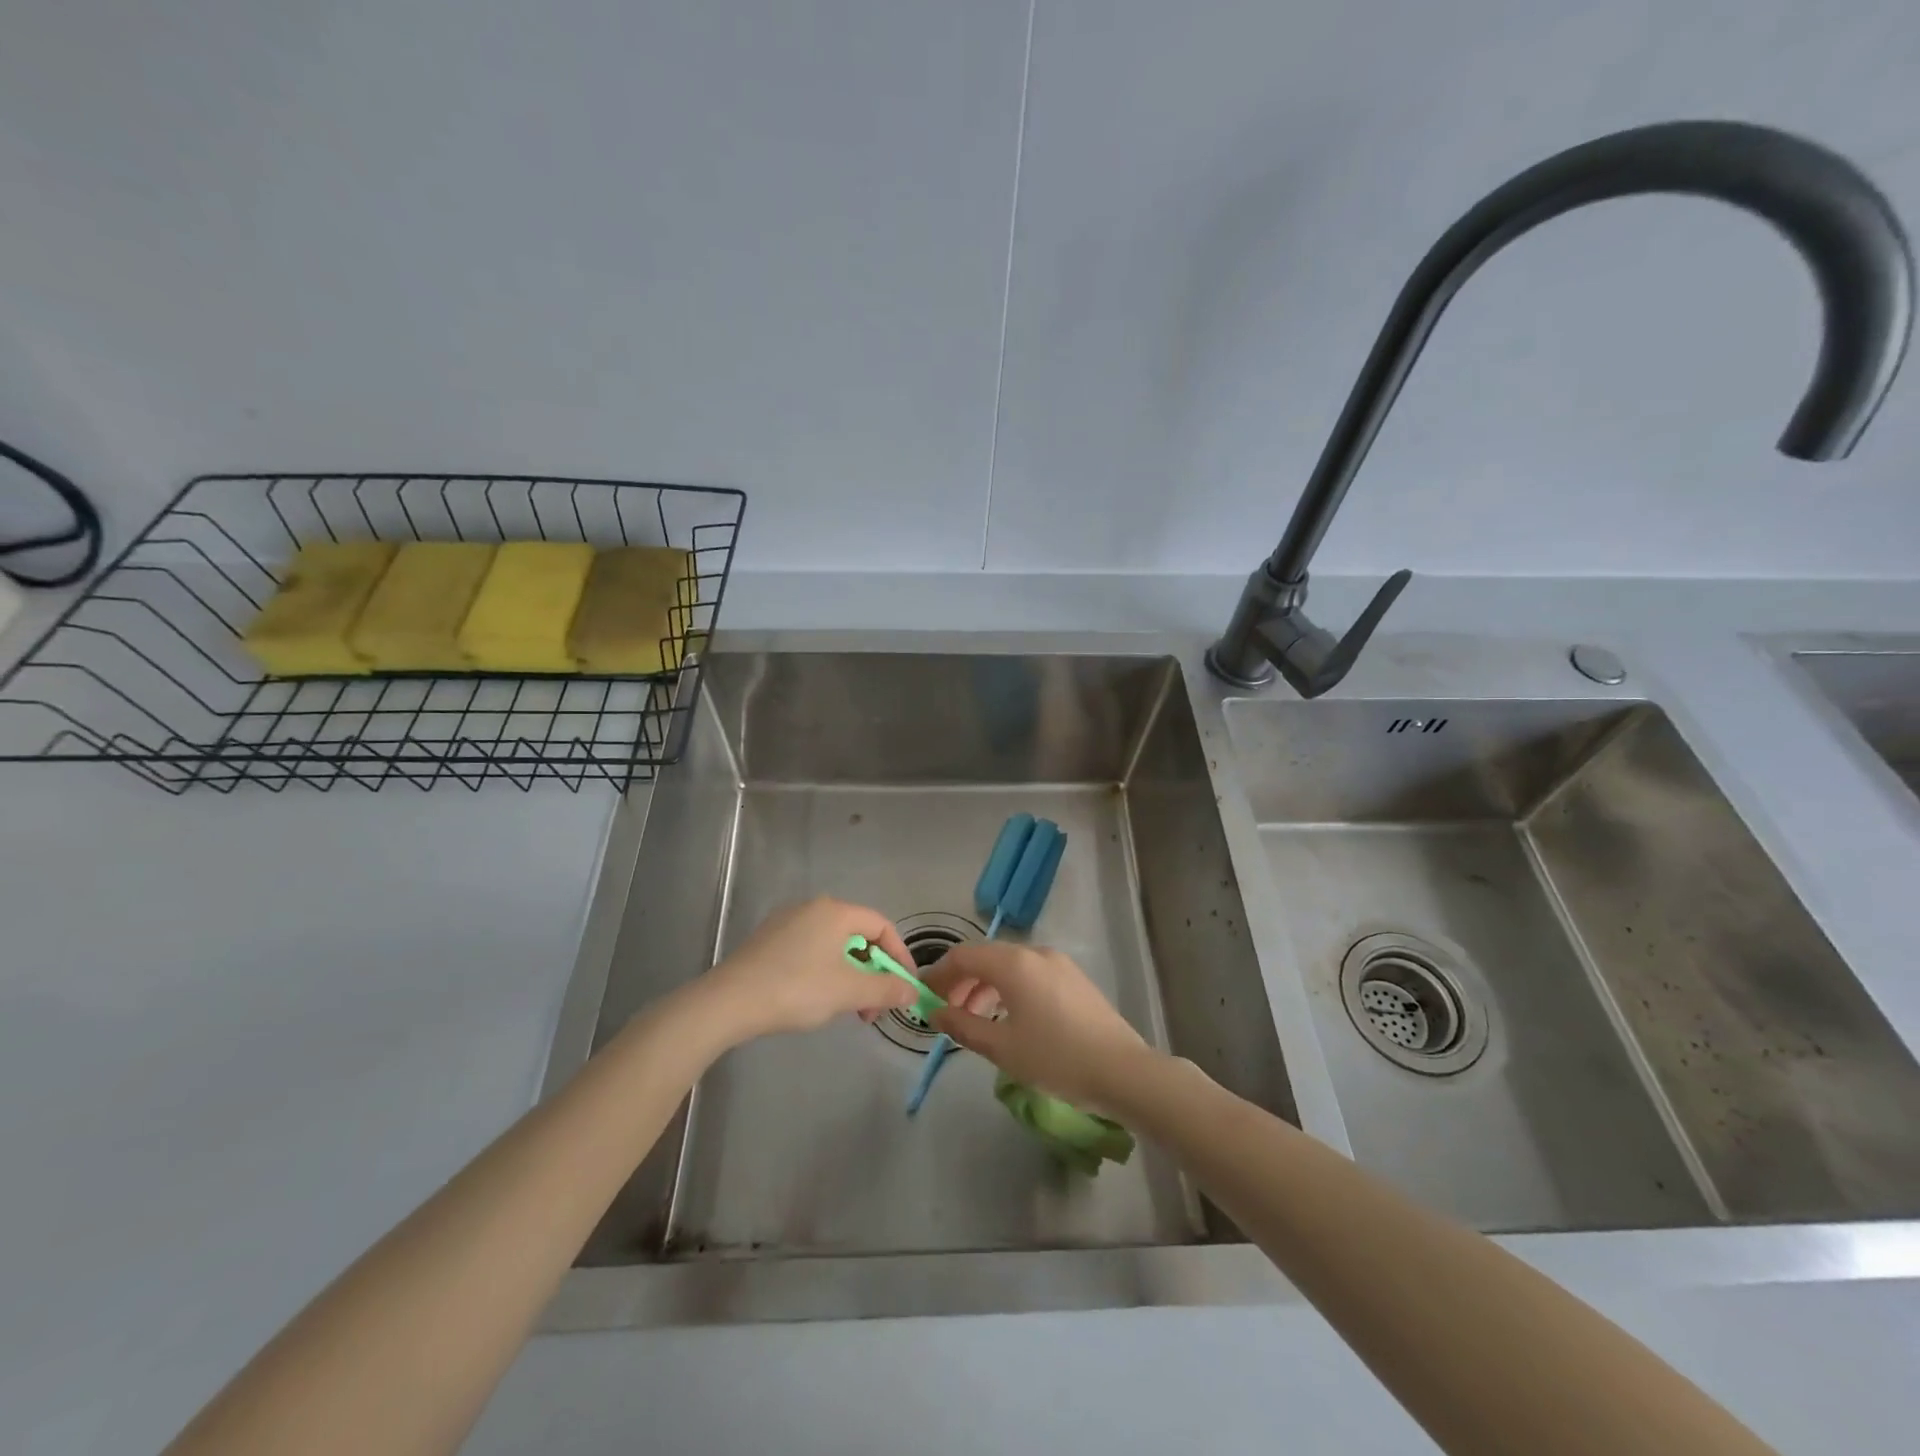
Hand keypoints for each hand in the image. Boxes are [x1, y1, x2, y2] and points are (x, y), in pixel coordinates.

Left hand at [700, 897, 917, 1041]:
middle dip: (873, 973)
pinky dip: (826, 972)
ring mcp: (787, 922)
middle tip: (873, 1008)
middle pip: (858, 936)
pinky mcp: (769, 940)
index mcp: (836, 911)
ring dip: (850, 976)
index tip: (905, 987)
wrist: (729, 1001)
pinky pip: (811, 950)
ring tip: (848, 1010)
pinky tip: (818, 999)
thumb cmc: (796, 989)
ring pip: (834, 946)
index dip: (899, 956)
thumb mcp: (848, 992)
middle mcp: (813, 907)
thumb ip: (885, 989)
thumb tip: (912, 992)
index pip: (882, 926)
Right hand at [922, 943, 1154, 1110]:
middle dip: (961, 982)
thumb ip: (963, 1025)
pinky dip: (1009, 989)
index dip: (939, 974)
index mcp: (1013, 963)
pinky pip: (1030, 974)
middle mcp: (1035, 952)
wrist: (1122, 1071)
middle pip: (986, 957)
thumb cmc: (1056, 1058)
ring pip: (1009, 966)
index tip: (923, 997)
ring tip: (975, 1020)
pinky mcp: (1073, 978)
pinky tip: (1008, 1019)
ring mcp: (1058, 963)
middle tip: (946, 1013)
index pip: (963, 955)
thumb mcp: (1002, 1047)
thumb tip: (935, 1012)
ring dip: (985, 987)